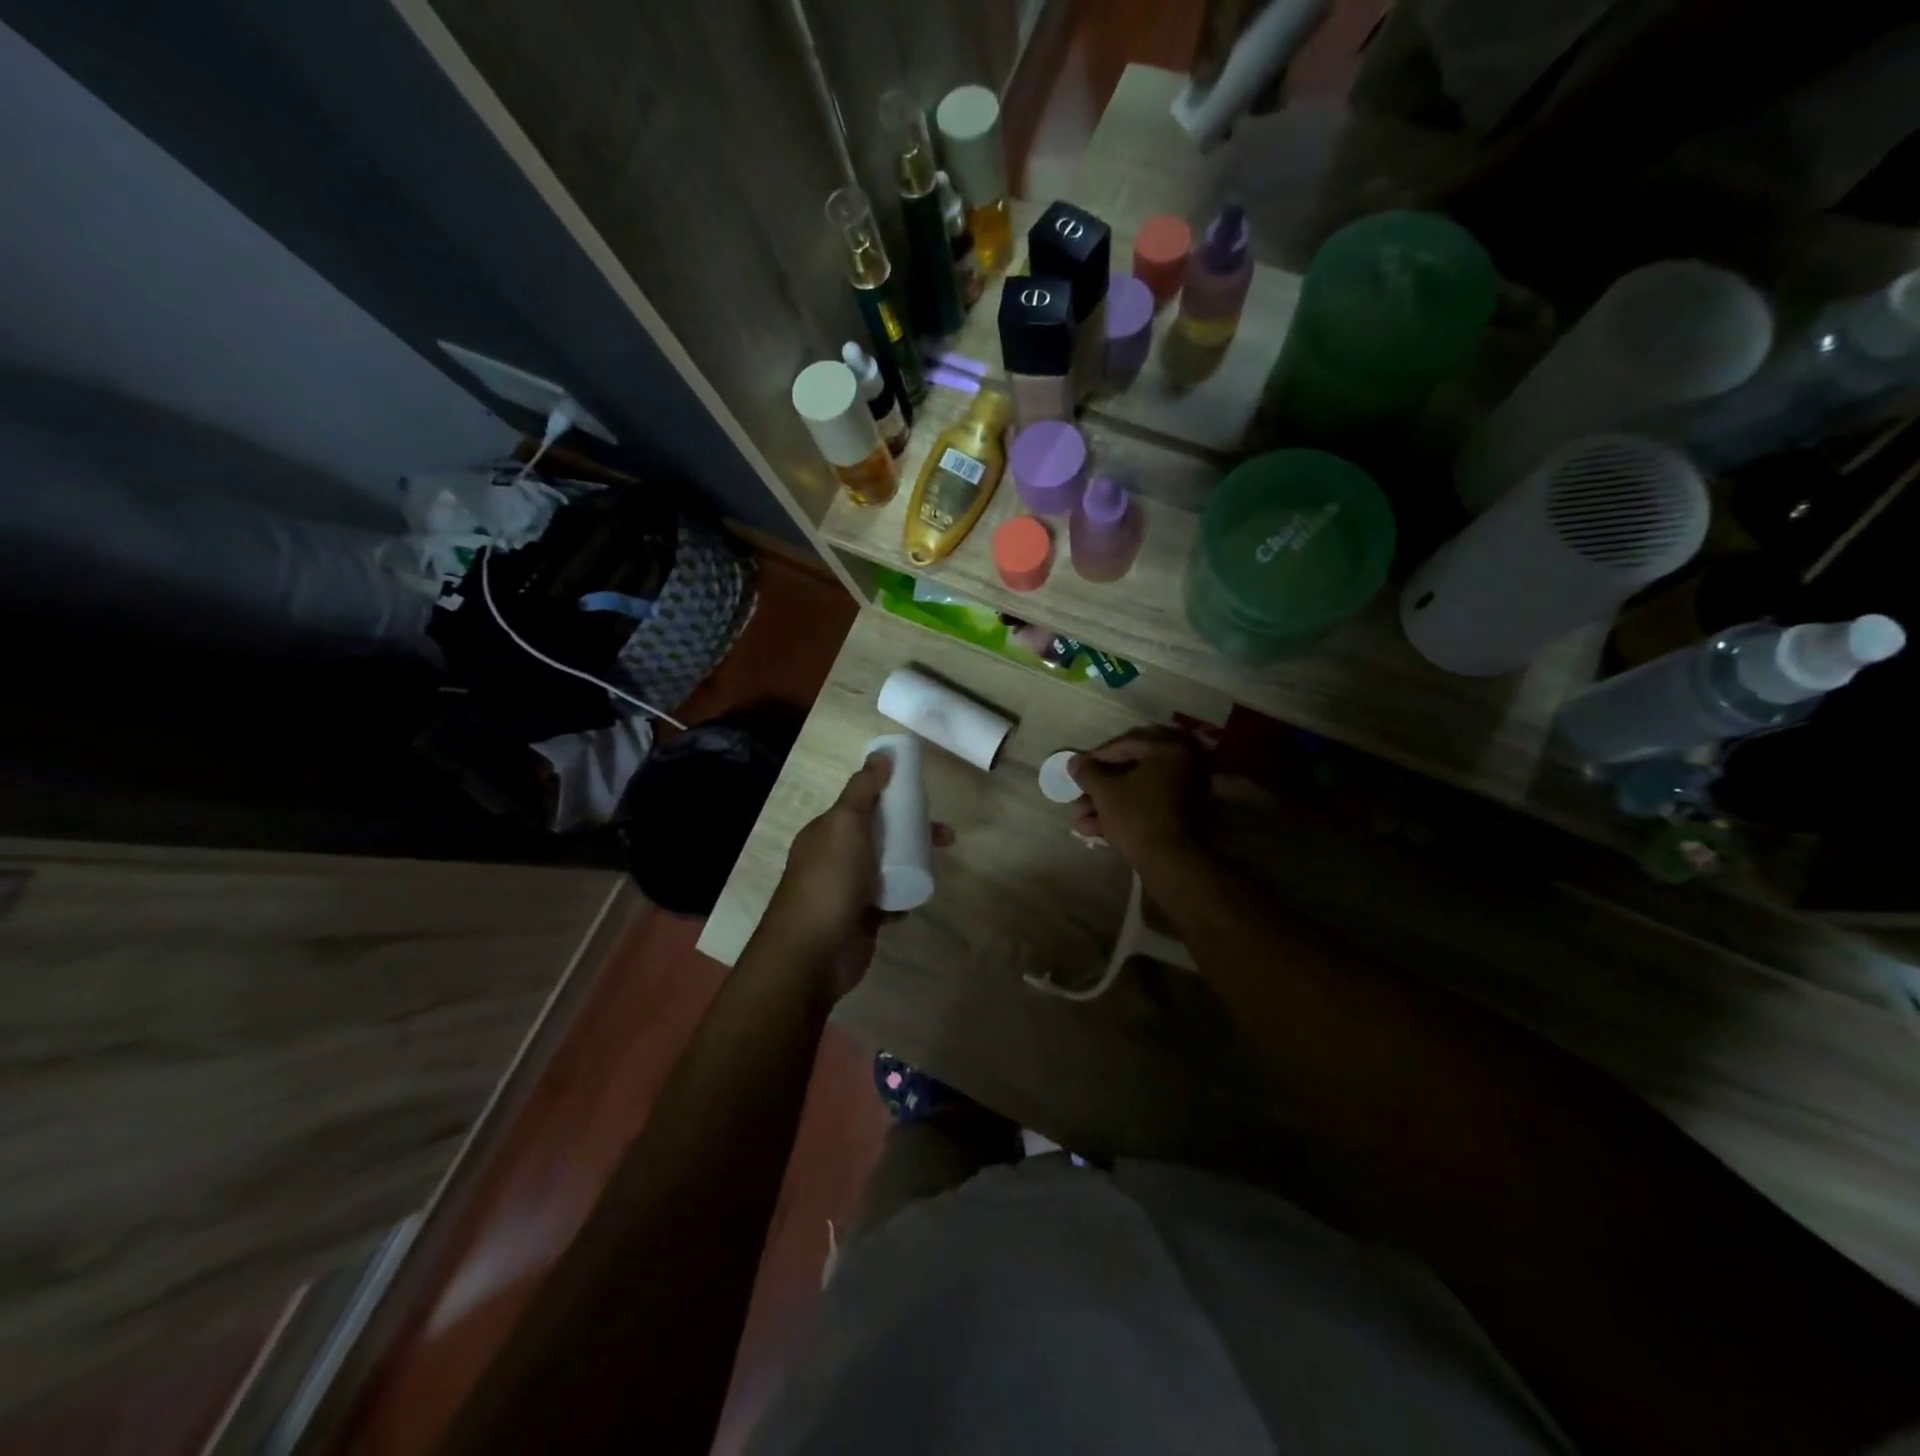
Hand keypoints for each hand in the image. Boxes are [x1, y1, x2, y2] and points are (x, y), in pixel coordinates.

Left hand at [763, 753, 952, 1000]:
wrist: (813, 954)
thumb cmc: (829, 882)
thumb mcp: (845, 824)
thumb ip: (863, 790)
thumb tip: (881, 754)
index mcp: (827, 832)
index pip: (862, 805)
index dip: (891, 796)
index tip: (922, 795)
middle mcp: (835, 858)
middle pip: (881, 835)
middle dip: (912, 831)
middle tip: (945, 835)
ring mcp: (848, 890)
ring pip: (888, 868)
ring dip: (912, 863)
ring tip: (938, 866)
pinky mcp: (862, 919)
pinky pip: (890, 902)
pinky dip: (903, 899)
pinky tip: (915, 898)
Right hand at [1068, 729, 1207, 867]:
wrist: (1172, 863)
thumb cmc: (1137, 817)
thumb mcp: (1105, 792)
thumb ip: (1088, 772)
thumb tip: (1074, 761)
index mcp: (1169, 750)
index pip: (1125, 745)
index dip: (1095, 758)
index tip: (1076, 771)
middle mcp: (1182, 766)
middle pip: (1129, 771)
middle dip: (1097, 789)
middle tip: (1076, 800)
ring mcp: (1184, 793)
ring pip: (1135, 792)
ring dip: (1105, 805)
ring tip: (1080, 821)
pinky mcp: (1181, 817)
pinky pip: (1146, 807)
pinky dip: (1122, 815)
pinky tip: (1095, 830)